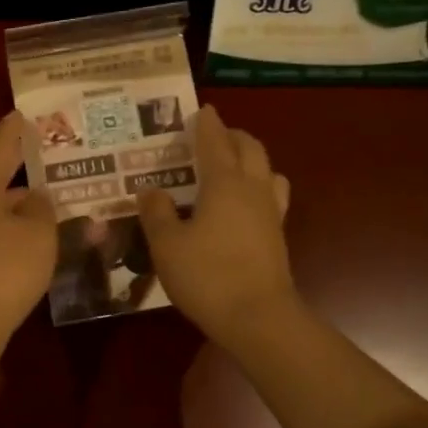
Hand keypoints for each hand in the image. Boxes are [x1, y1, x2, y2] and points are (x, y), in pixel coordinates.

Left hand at [0, 111, 57, 375]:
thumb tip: (35, 198)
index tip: (22, 114)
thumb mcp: (37, 234)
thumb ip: (42, 209)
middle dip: (22, 176)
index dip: (14, 132)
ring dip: (18, 211)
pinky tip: (30, 246)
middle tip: (52, 168)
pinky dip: (9, 236)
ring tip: (50, 209)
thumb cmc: (3, 271)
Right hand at [138, 106, 296, 347]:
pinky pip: (271, 196)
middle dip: (233, 136)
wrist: (257, 317)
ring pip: (268, 170)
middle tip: (213, 135)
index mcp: (224, 183)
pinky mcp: (277, 235)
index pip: (215, 142)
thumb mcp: (167, 245)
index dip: (207, 125)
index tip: (202, 110)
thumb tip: (150, 190)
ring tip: (232, 166)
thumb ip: (157, 214)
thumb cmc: (207, 276)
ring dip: (251, 159)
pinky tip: (244, 204)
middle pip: (250, 148)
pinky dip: (259, 186)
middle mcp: (253, 189)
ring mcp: (271, 212)